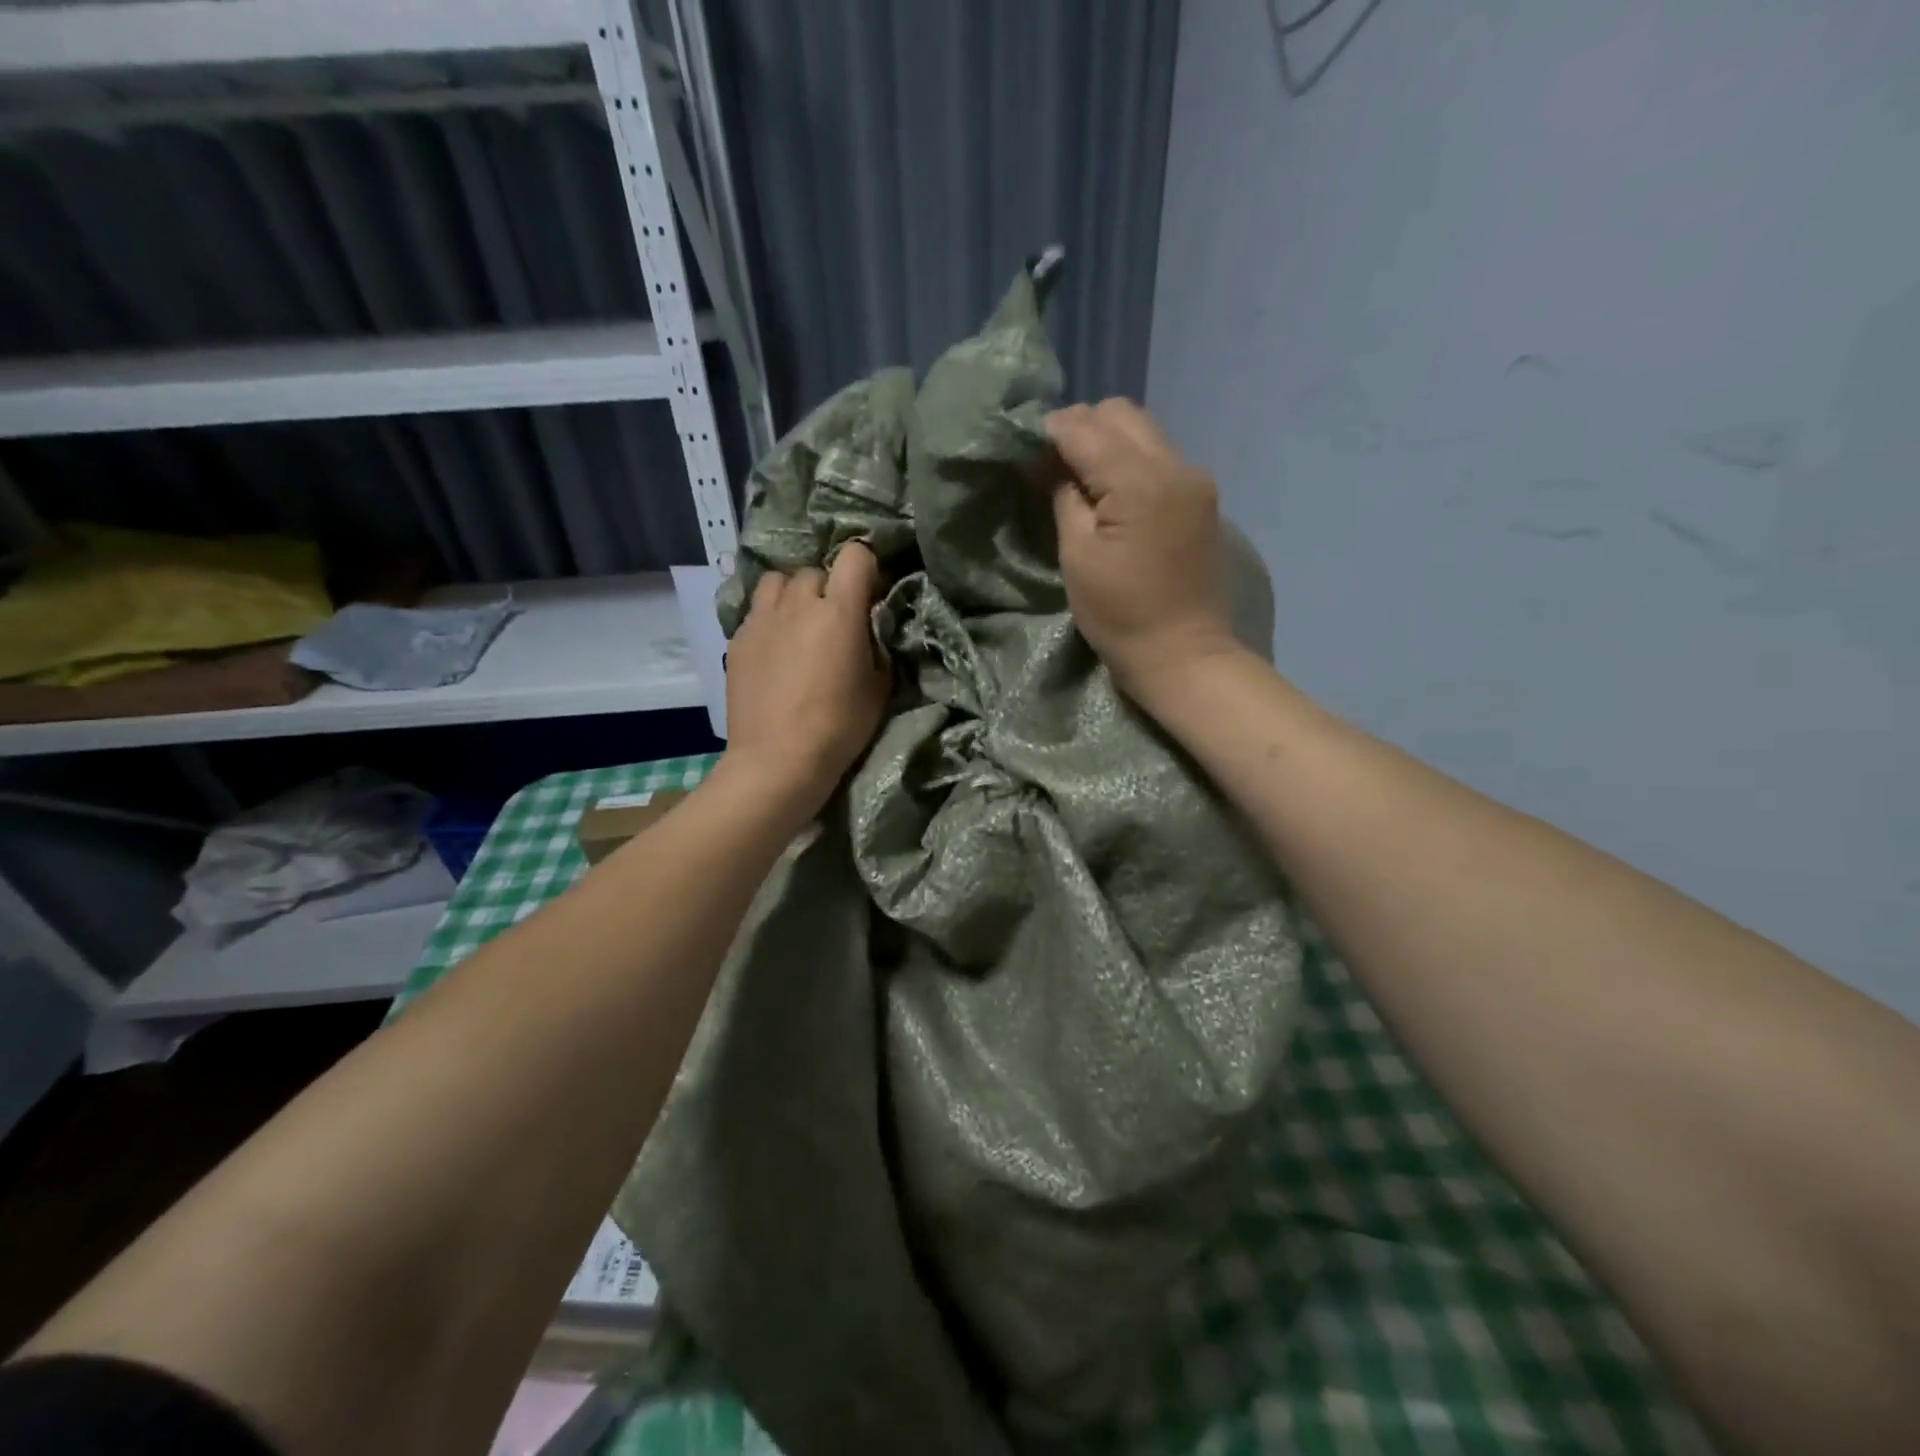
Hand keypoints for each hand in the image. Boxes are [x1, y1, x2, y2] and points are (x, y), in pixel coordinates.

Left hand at [718, 542, 890, 826]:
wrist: (777, 759)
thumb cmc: (838, 727)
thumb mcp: (878, 688)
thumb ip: (876, 646)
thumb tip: (871, 629)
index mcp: (839, 612)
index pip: (855, 556)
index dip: (866, 567)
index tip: (870, 592)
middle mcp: (798, 604)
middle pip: (815, 571)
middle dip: (828, 587)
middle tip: (835, 618)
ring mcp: (762, 619)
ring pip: (778, 582)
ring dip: (793, 594)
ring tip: (799, 621)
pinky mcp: (738, 639)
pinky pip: (756, 611)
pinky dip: (770, 619)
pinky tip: (775, 648)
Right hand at [1046, 399, 1240, 701]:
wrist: (1183, 653)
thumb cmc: (1120, 615)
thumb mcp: (1078, 557)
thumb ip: (1064, 497)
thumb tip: (1048, 461)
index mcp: (1140, 482)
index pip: (1085, 428)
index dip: (1049, 432)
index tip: (1024, 450)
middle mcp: (1175, 465)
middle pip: (1120, 413)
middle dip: (1080, 427)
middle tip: (1051, 464)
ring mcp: (1194, 478)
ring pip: (1143, 429)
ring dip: (1106, 441)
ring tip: (1079, 477)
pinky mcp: (1201, 496)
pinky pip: (1159, 454)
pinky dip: (1130, 459)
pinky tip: (1112, 491)